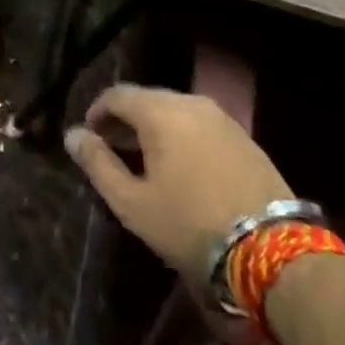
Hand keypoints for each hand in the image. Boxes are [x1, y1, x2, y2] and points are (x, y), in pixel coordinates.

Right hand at [65, 84, 291, 283]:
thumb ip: (98, 164)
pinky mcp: (244, 137)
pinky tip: (181, 166)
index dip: (97, 112)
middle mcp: (190, 102)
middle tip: (113, 150)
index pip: (117, 95)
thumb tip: (72, 135)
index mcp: (159, 111)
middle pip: (147, 99)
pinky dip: (181, 136)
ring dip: (154, 128)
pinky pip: (200, 125)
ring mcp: (221, 117)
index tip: (89, 138)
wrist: (272, 250)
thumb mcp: (133, 203)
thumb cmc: (190, 224)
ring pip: (175, 111)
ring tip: (145, 161)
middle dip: (125, 120)